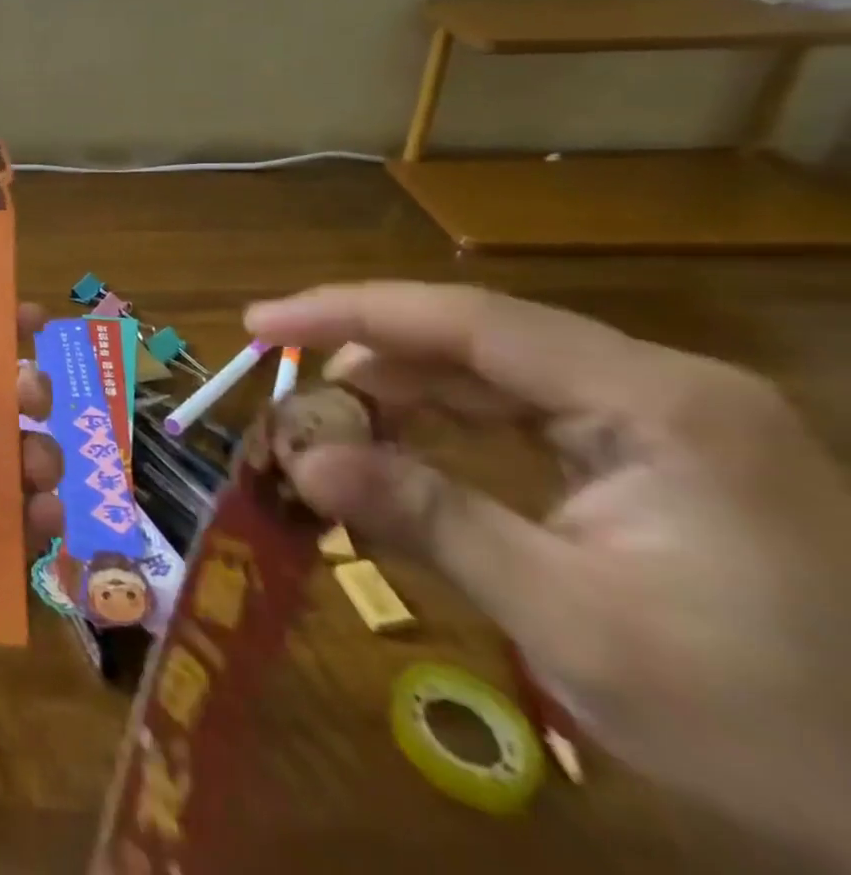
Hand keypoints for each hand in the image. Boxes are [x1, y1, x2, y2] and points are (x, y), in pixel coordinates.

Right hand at [246, 282, 850, 862]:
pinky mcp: (650, 456)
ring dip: (397, 399)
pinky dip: (442, 431)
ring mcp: (655, 420)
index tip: (260, 324)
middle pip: (470, 340)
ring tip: (326, 435)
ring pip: (486, 375)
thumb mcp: (577, 624)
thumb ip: (431, 522)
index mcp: (652, 402)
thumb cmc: (779, 727)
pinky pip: (516, 417)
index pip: (466, 321)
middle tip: (284, 398)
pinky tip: (397, 458)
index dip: (348, 313)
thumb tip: (303, 462)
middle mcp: (652, 385)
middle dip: (365, 362)